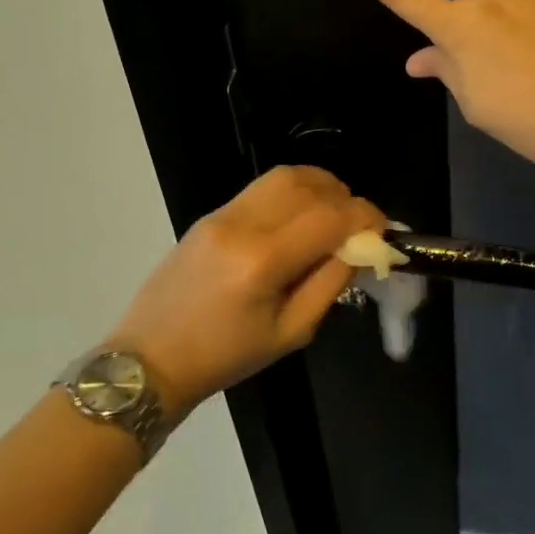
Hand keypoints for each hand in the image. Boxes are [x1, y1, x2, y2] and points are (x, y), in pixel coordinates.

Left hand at [109, 166, 381, 413]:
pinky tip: (300, 218)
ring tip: (333, 215)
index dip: (366, 217)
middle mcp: (243, 224)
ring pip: (284, 176)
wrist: (151, 357)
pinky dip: (292, 192)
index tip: (383, 233)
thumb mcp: (290, 333)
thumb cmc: (225, 357)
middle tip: (358, 226)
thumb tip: (359, 248)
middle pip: (309, 184)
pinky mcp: (211, 214)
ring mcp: (222, 213)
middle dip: (345, 198)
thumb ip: (330, 284)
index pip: (330, 216)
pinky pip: (261, 188)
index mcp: (263, 260)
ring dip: (319, 187)